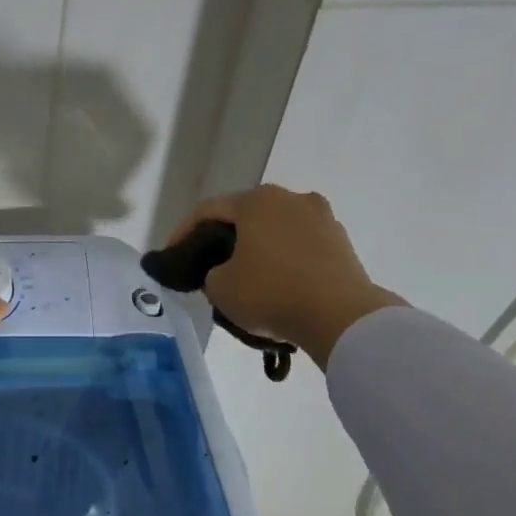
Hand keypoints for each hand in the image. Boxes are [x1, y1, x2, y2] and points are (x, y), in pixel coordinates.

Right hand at [167, 185, 406, 367]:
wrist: (340, 316)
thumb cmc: (270, 292)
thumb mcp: (219, 287)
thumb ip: (211, 272)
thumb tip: (222, 271)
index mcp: (257, 201)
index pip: (208, 211)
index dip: (184, 233)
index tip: (172, 255)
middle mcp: (291, 198)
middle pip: (245, 216)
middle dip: (225, 239)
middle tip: (209, 265)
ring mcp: (322, 218)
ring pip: (276, 231)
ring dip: (258, 250)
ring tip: (246, 278)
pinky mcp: (342, 243)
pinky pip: (300, 248)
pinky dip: (284, 261)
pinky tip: (277, 285)